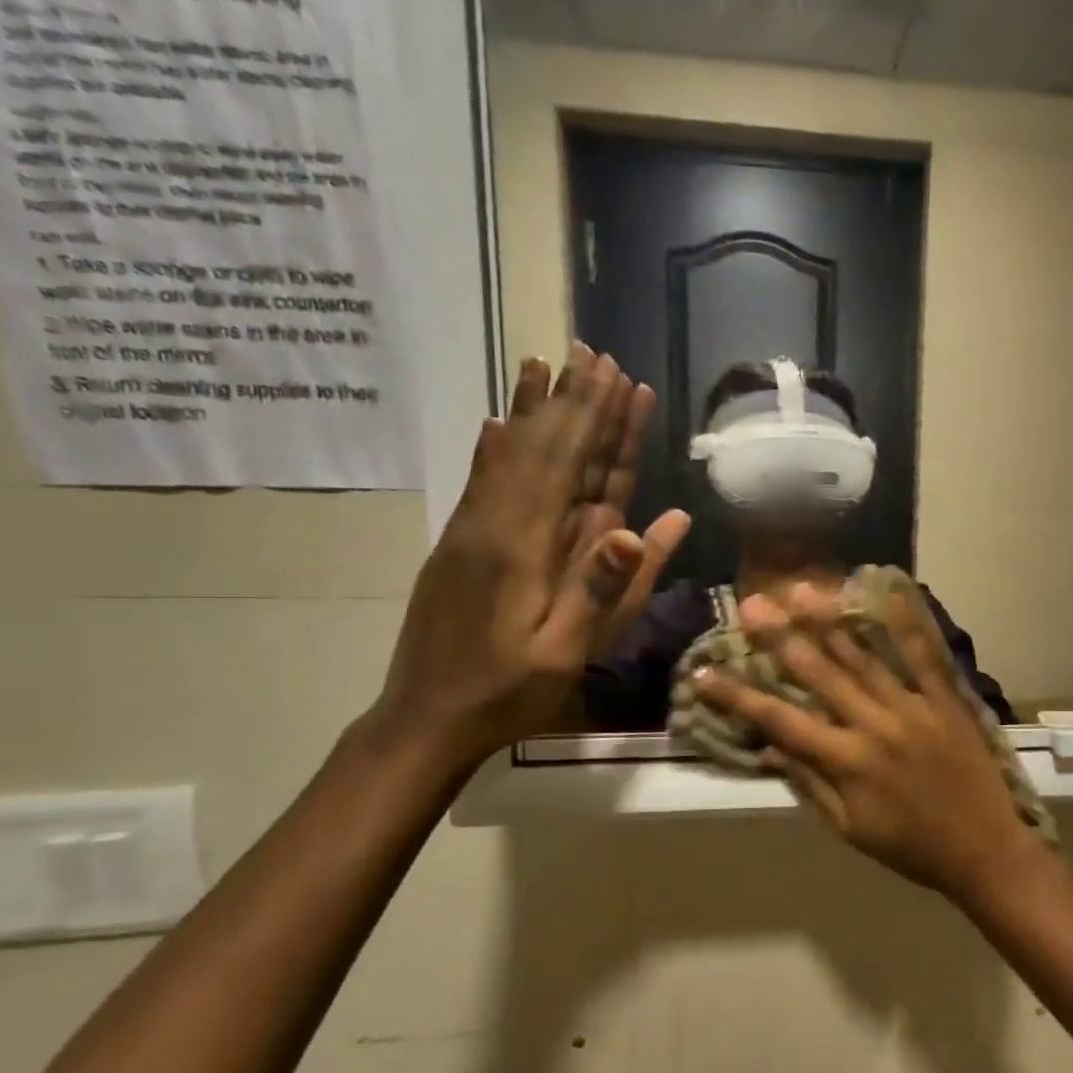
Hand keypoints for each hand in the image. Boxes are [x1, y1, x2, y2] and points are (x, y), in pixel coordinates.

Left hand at [371, 344, 688, 763]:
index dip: (592, 417)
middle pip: (537, 447)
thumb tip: (648, 524)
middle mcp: (492, 523)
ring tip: (545, 364)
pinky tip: (496, 421)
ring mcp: (471, 530)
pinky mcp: (461, 544)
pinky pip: (482, 480)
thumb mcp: (566, 651)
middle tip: (592, 353)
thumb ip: (605, 587)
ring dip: (531, 409)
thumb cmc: (507, 691)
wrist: (424, 719)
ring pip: (506, 455)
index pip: (564, 463)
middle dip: (570, 400)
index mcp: (522, 546)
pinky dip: (496, 444)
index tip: (615, 374)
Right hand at [695, 583, 1047, 900]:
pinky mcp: (946, 700)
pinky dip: (907, 623)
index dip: (739, 696)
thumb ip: (811, 786)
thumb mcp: (850, 829)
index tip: (704, 673)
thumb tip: (772, 750)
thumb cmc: (911, 847)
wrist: (984, 850)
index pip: (781, 721)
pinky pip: (925, 656)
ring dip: (830, 622)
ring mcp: (914, 707)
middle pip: (820, 675)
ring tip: (802, 589)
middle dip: (781, 638)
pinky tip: (889, 592)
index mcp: (846, 762)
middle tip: (751, 604)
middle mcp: (875, 726)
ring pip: (865, 658)